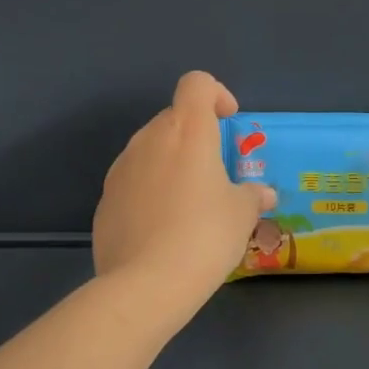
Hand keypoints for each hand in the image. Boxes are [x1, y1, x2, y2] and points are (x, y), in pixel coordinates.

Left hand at [94, 71, 274, 301]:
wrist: (147, 284)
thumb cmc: (205, 236)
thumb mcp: (242, 215)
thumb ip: (253, 196)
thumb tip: (263, 194)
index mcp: (188, 131)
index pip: (196, 84)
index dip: (215, 94)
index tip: (228, 121)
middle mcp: (150, 139)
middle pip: (173, 117)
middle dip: (196, 135)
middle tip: (215, 172)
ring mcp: (121, 168)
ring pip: (150, 149)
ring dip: (171, 162)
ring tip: (189, 203)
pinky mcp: (105, 199)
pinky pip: (133, 181)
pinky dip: (150, 190)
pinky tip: (163, 227)